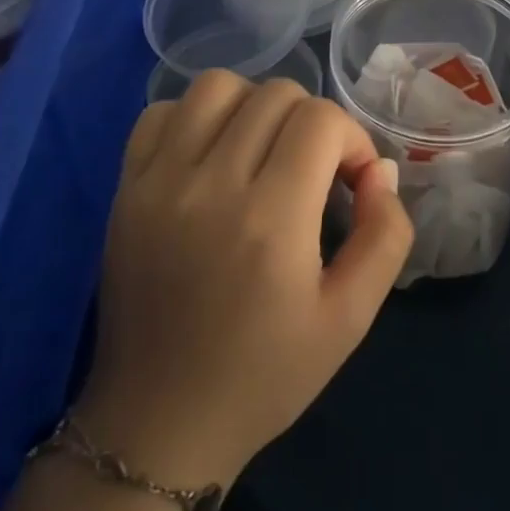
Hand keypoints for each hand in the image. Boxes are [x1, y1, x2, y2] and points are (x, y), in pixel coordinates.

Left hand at [77, 72, 413, 486]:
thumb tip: (378, 170)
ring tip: (264, 153)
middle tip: (314, 173)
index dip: (351, 139)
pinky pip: (163, 112)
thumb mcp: (351, 318)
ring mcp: (159, 182)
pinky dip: (197, 117)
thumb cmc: (265, 375)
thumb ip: (384, 236)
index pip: (321, 119)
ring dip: (255, 107)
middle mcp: (212, 186)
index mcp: (271, 220)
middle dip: (312, 123)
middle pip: (276, 94)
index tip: (350, 184)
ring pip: (219, 86)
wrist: (158, 424)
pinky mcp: (125, 189)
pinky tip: (213, 156)